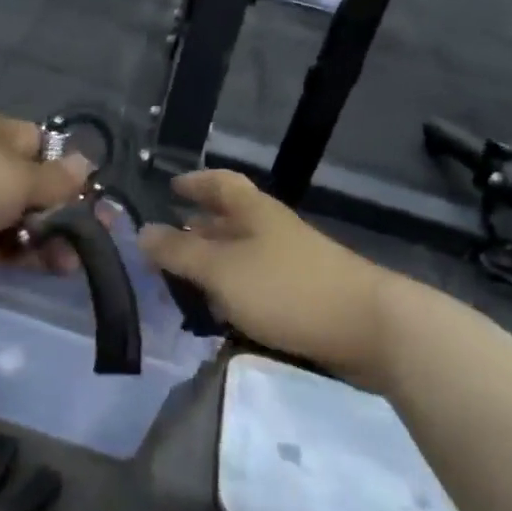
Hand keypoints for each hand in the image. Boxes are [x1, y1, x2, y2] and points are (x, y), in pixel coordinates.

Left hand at [0, 114, 92, 297]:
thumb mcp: (19, 176)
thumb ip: (55, 178)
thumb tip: (85, 166)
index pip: (40, 144)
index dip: (68, 168)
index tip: (93, 196)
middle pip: (32, 187)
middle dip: (63, 211)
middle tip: (91, 239)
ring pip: (18, 220)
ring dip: (47, 239)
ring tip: (70, 264)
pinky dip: (22, 257)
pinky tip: (46, 271)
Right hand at [140, 171, 390, 378]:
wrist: (370, 328)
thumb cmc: (287, 289)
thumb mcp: (222, 270)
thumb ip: (180, 253)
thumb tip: (141, 232)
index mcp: (254, 211)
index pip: (220, 182)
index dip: (195, 182)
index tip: (170, 188)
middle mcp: (272, 229)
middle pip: (230, 219)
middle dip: (198, 228)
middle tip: (166, 244)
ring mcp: (292, 261)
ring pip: (243, 254)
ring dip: (214, 263)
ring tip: (185, 282)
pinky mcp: (304, 294)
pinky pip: (258, 282)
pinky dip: (235, 290)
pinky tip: (223, 312)